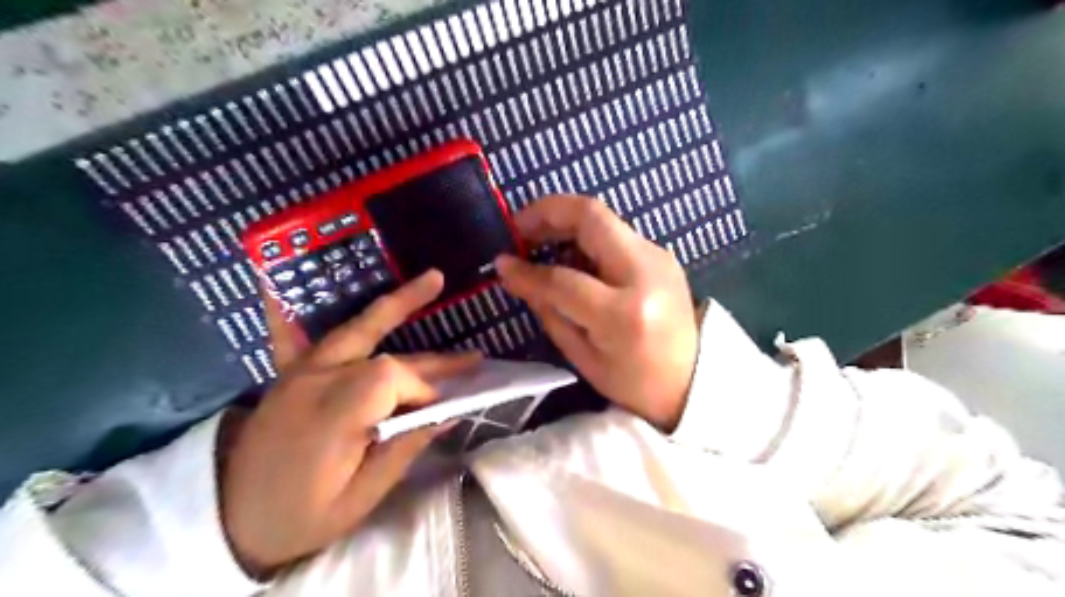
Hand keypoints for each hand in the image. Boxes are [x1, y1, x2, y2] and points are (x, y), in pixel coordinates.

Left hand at [220, 272, 477, 576]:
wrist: (228, 520)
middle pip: (382, 352)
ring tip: (433, 280)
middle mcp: (316, 382)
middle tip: (473, 358)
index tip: (439, 412)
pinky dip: (295, 308)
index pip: (391, 378)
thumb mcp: (360, 499)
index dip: (424, 390)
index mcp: (333, 415)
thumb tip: (448, 415)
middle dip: (431, 357)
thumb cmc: (300, 516)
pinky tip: (281, 279)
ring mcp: (299, 373)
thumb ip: (403, 450)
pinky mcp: (289, 373)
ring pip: (355, 328)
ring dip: (397, 306)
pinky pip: (293, 332)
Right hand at [498, 198, 699, 430]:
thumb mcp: (583, 357)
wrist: (694, 381)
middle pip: (591, 216)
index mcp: (624, 314)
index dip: (525, 269)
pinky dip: (585, 236)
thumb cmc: (634, 383)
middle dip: (546, 212)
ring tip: (539, 242)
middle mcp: (646, 273)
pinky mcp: (661, 254)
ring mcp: (659, 258)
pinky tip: (569, 256)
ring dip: (565, 222)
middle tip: (519, 229)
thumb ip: (548, 309)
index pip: (563, 278)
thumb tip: (514, 272)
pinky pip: (615, 232)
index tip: (501, 263)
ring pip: (603, 219)